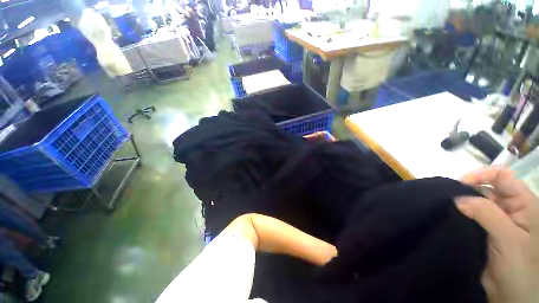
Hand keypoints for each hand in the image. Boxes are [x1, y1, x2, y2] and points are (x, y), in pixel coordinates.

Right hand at [455, 166, 538, 302]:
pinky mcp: (484, 232)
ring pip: (476, 203)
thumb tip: (458, 198)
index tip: (460, 183)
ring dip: (461, 203)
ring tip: (445, 206)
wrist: (512, 295)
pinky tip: (449, 216)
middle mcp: (510, 208)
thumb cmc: (520, 266)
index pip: (503, 176)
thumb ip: (486, 214)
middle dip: (467, 189)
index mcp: (523, 204)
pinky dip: (459, 215)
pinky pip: (470, 217)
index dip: (482, 175)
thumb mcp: (508, 238)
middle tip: (447, 197)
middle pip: (487, 188)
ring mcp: (497, 221)